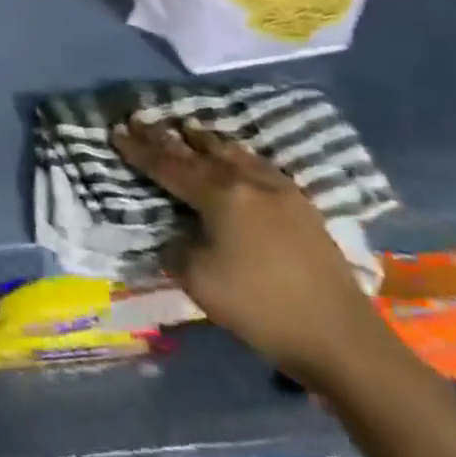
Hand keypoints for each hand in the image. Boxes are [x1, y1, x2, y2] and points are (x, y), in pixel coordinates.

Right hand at [111, 120, 393, 386]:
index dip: (139, 150)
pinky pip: (258, 165)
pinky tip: (237, 157)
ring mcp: (278, 190)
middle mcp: (247, 181)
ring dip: (205, 140)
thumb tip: (175, 232)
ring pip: (233, 152)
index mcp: (219, 195)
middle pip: (198, 151)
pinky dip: (236, 155)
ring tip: (188, 127)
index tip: (116, 131)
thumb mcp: (198, 280)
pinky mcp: (301, 205)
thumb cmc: (261, 308)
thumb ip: (177, 246)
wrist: (340, 337)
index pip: (167, 165)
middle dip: (166, 136)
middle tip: (142, 119)